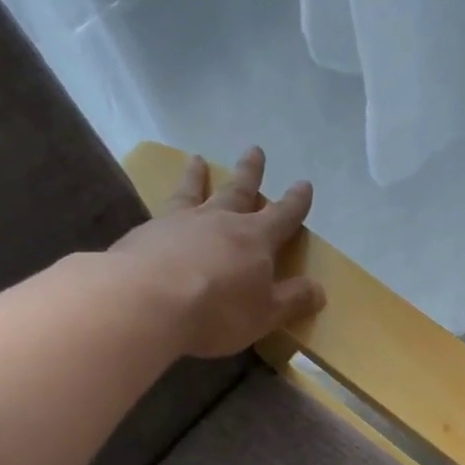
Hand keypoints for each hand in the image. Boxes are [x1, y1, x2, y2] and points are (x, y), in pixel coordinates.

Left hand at [109, 147, 324, 358]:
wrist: (145, 301)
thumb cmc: (217, 309)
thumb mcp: (265, 313)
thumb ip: (292, 300)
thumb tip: (319, 289)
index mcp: (255, 238)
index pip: (283, 215)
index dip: (296, 202)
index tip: (304, 184)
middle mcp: (219, 221)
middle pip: (239, 191)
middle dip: (251, 173)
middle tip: (255, 150)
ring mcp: (180, 223)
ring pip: (194, 192)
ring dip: (198, 176)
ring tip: (197, 160)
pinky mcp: (145, 234)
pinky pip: (162, 212)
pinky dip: (167, 204)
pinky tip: (160, 211)